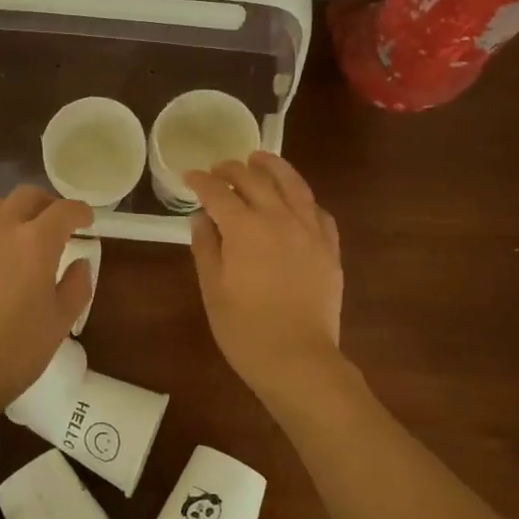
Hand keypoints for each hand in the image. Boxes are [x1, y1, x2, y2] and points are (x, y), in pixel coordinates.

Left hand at [0, 187, 94, 425]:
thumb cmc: (15, 350)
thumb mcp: (60, 322)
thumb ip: (76, 286)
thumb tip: (80, 263)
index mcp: (36, 242)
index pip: (63, 210)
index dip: (79, 211)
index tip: (86, 220)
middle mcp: (1, 229)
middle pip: (26, 196)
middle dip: (46, 203)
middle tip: (56, 222)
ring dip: (14, 212)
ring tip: (21, 234)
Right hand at [187, 152, 345, 406]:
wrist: (298, 360)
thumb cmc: (245, 329)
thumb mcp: (212, 289)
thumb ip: (206, 247)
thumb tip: (202, 217)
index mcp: (245, 228)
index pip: (219, 193)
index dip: (201, 182)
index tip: (190, 176)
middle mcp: (279, 219)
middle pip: (255, 181)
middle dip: (233, 170)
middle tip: (219, 168)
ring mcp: (309, 232)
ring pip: (293, 185)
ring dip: (274, 168)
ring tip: (260, 158)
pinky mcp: (329, 249)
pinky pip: (318, 211)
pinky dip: (303, 198)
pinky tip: (295, 200)